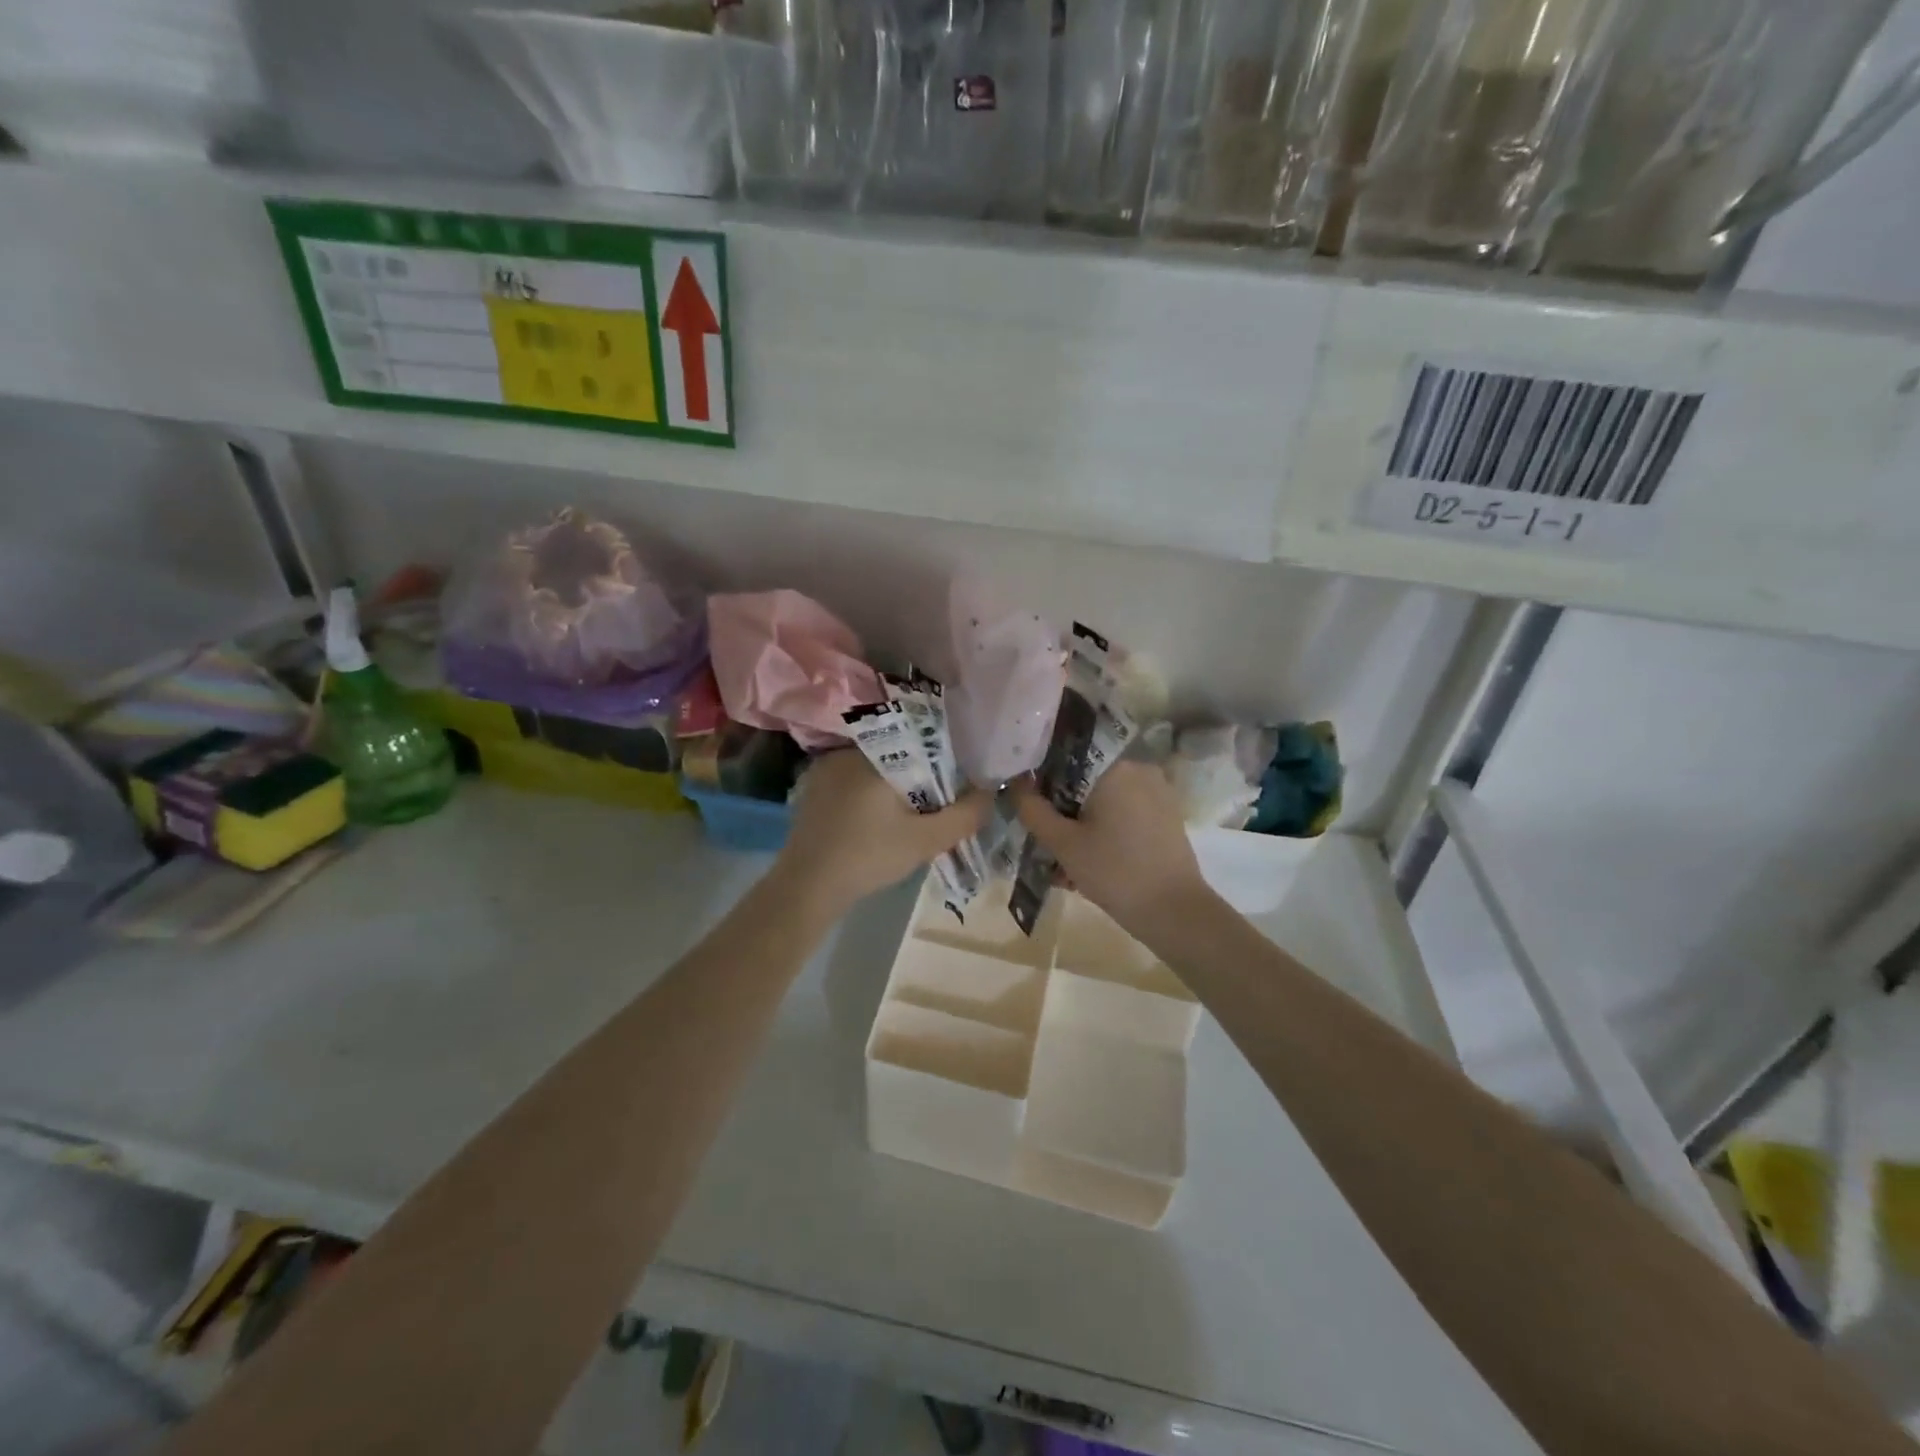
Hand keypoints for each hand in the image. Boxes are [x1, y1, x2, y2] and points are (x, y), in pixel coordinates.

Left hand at [773, 750, 988, 917]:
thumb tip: (989, 795)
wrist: (806, 887)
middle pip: (898, 756)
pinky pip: (853, 782)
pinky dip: (870, 796)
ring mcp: (825, 769)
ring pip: (875, 769)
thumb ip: (963, 816)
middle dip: (919, 779)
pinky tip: (876, 823)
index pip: (921, 743)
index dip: (943, 763)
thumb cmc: (868, 857)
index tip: (955, 787)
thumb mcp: (925, 841)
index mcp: (875, 754)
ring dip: (893, 788)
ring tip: (908, 817)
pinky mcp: (813, 789)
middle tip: (934, 807)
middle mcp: (848, 752)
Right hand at [1010, 761, 1210, 939]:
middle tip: (1045, 841)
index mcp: (1115, 765)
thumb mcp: (1063, 843)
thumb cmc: (1114, 872)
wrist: (1175, 912)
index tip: (1029, 804)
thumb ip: (1033, 810)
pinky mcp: (1166, 815)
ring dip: (1083, 824)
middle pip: (1086, 780)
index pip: (1067, 756)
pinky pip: (1125, 813)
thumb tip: (1014, 784)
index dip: (1042, 778)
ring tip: (1065, 863)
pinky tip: (1090, 862)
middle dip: (1063, 808)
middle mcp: (1139, 768)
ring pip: (1105, 800)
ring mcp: (1158, 792)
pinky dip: (1105, 831)